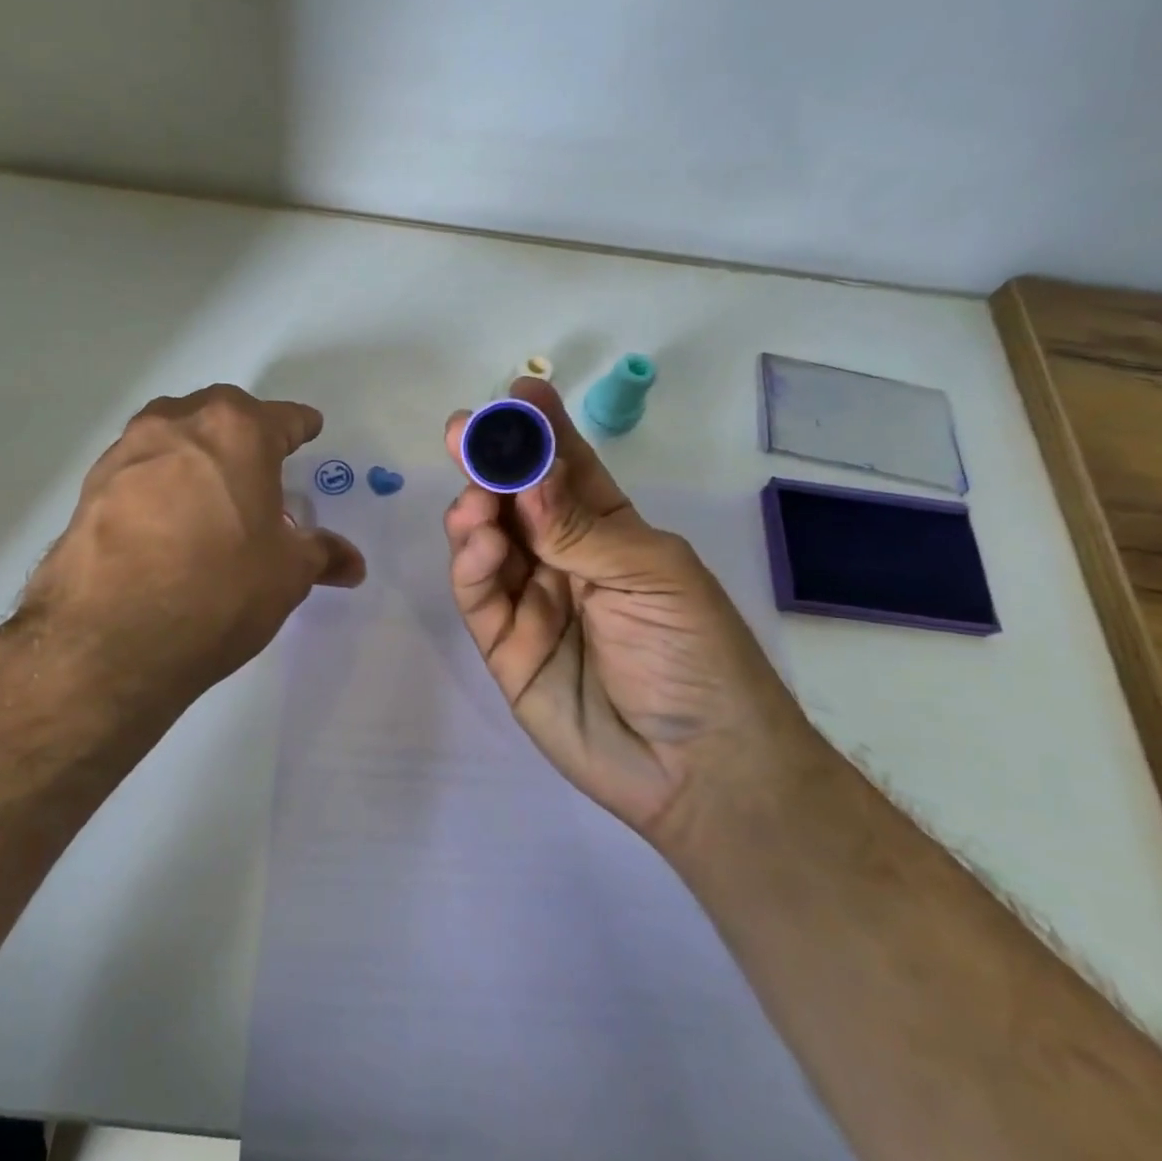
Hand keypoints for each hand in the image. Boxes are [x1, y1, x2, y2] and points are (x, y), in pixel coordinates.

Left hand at [23, 385, 364, 716]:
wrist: (110, 640)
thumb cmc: (220, 591)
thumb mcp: (286, 575)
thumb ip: (320, 555)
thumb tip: (352, 563)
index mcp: (237, 432)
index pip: (282, 418)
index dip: (300, 426)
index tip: (309, 429)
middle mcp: (178, 425)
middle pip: (220, 414)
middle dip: (244, 431)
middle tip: (258, 464)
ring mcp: (127, 453)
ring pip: (172, 435)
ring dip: (195, 452)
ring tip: (209, 492)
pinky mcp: (90, 488)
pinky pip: (138, 471)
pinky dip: (158, 483)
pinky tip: (164, 521)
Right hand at [443, 377, 811, 845]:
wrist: (696, 767)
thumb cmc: (696, 655)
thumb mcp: (651, 574)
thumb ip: (580, 526)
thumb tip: (528, 469)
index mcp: (612, 533)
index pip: (569, 470)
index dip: (543, 431)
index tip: (518, 393)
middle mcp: (565, 559)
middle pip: (516, 500)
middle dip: (491, 462)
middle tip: (465, 430)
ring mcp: (531, 602)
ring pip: (486, 542)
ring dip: (475, 512)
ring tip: (477, 501)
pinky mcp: (504, 646)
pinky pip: (478, 595)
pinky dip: (471, 564)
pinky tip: (480, 545)